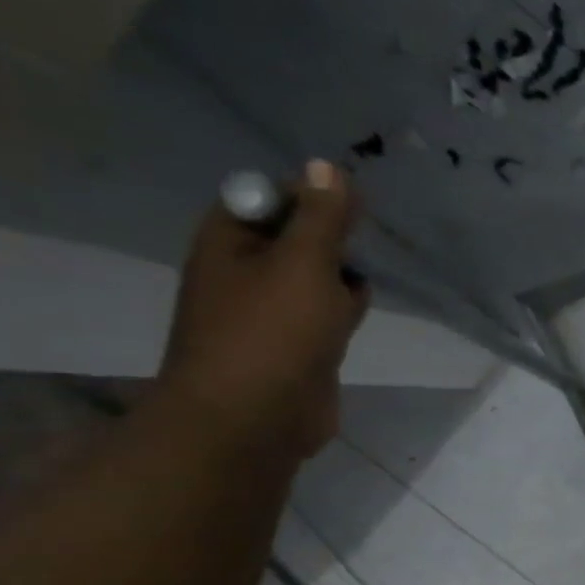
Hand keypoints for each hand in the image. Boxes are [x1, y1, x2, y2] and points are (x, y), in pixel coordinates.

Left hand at [160, 161, 370, 460]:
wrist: (253, 419)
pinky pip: (324, 315)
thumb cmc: (273, 333)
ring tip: (354, 294)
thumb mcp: (304, 264)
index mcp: (228, 242)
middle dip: (333, 242)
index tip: (353, 208)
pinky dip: (343, 313)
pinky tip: (354, 321)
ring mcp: (269, 312)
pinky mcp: (295, 347)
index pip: (269, 197)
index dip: (311, 196)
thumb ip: (322, 217)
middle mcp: (243, 271)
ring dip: (342, 280)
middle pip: (297, 237)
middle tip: (355, 254)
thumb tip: (328, 165)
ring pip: (317, 278)